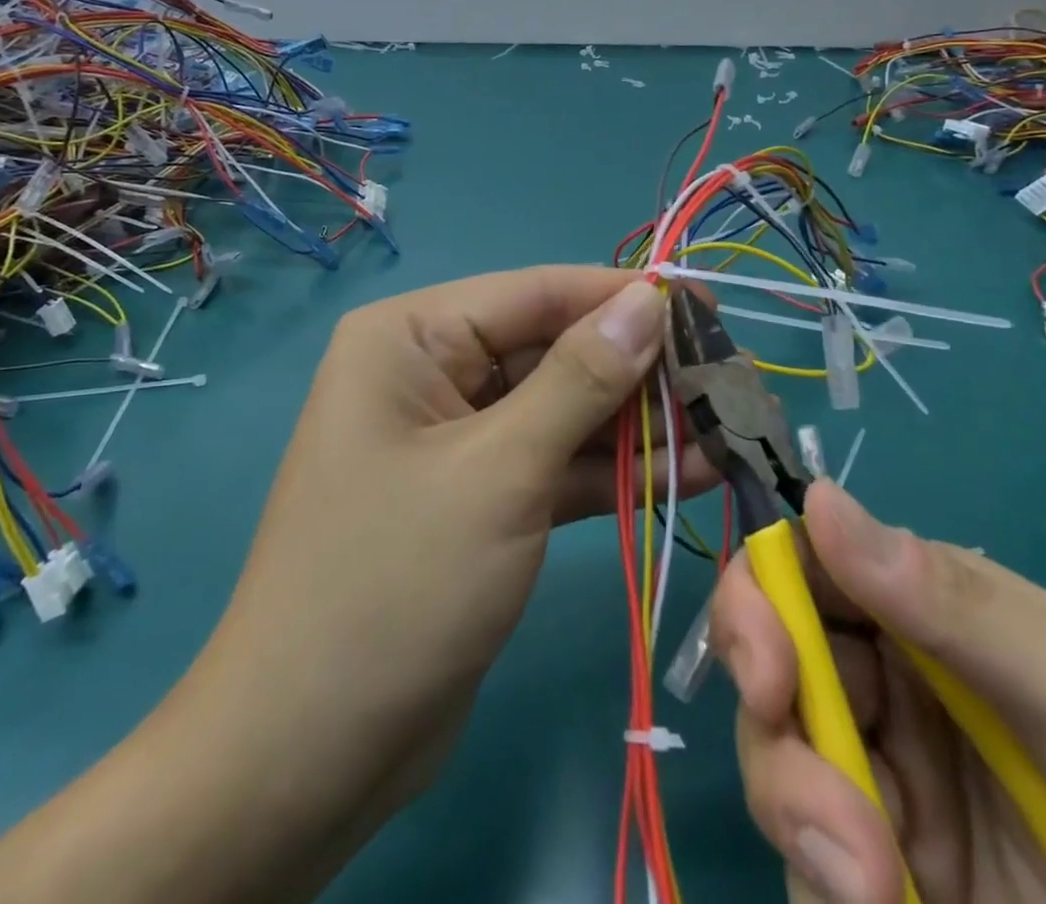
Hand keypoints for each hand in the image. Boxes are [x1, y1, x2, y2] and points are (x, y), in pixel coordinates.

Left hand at [196, 266, 715, 893]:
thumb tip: (650, 300)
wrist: (310, 752)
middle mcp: (432, 372)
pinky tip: (695, 470)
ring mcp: (459, 438)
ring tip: (731, 426)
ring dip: (642, 424)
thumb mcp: (500, 469)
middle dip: (642, 370)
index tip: (710, 307)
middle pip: (555, 350)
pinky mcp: (483, 498)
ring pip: (564, 410)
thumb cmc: (396, 583)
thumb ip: (581, 379)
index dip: (624, 296)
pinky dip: (617, 470)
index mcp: (411, 337)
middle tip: (734, 380)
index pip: (535, 294)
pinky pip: (557, 464)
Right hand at [712, 482, 1045, 903]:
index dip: (761, 597)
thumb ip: (958, 605)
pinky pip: (809, 859)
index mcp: (927, 613)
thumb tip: (819, 497)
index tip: (767, 669)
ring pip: (777, 758)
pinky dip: (821, 883)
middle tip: (830, 815)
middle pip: (771, 661)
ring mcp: (885, 784)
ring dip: (800, 817)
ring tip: (876, 893)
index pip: (806, 567)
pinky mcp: (882, 875)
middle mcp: (890, 684)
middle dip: (773, 724)